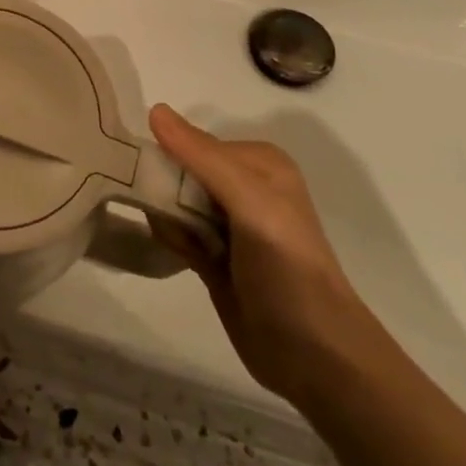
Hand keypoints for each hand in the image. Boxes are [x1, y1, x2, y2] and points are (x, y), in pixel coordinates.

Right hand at [146, 104, 381, 405]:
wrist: (315, 356)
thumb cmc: (288, 269)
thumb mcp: (250, 202)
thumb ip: (202, 157)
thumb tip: (154, 109)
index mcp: (259, 163)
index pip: (192, 143)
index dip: (168, 158)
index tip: (151, 179)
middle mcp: (244, 186)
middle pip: (179, 171)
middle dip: (165, 191)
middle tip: (173, 219)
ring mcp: (229, 222)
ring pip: (172, 201)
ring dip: (167, 219)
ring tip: (189, 245)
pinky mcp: (216, 255)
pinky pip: (175, 231)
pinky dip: (172, 239)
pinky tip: (187, 258)